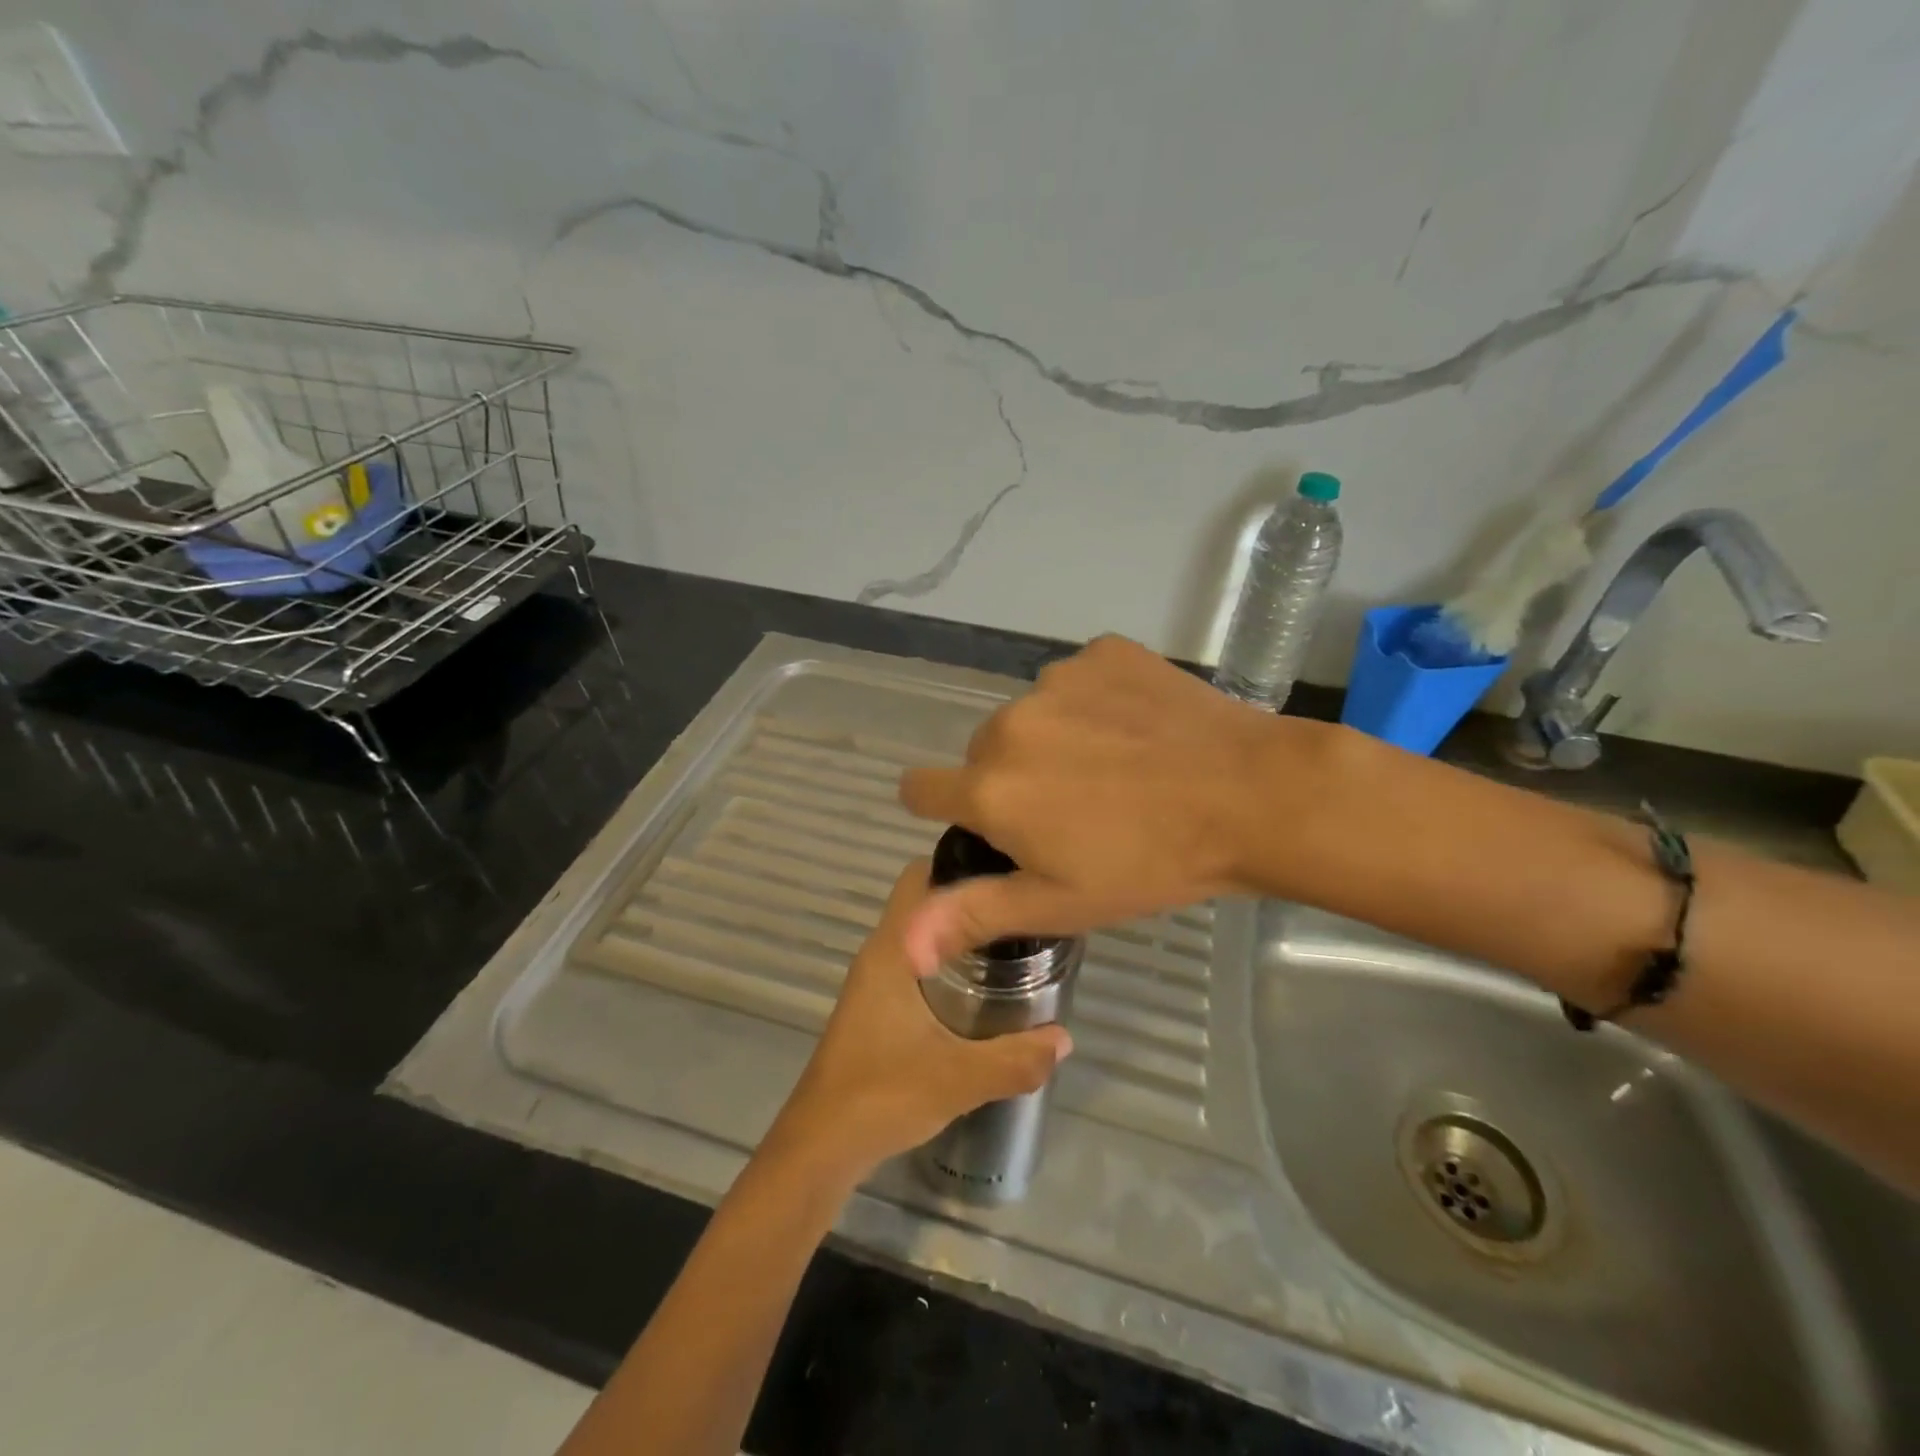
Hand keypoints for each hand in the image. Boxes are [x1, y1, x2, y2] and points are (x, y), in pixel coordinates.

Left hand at [769, 862, 1072, 1184]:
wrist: (821, 1147)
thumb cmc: (882, 1094)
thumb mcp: (959, 1078)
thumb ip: (1016, 1059)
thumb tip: (1065, 1038)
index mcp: (891, 950)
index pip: (920, 876)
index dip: (960, 863)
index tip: (1007, 871)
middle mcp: (880, 954)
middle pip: (925, 903)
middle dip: (971, 902)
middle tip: (1022, 914)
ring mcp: (874, 982)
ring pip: (922, 936)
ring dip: (960, 937)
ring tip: (1013, 947)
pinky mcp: (876, 1008)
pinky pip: (917, 965)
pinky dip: (947, 966)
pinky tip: (982, 993)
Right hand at [897, 635, 1331, 969]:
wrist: (1250, 795)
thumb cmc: (1151, 862)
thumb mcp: (1060, 903)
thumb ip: (973, 914)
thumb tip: (901, 947)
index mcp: (990, 787)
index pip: (921, 789)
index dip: (944, 809)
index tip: (985, 825)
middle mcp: (1009, 725)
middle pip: (983, 755)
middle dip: (1010, 780)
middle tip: (1072, 811)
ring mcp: (1058, 680)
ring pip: (1030, 717)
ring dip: (1052, 741)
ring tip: (1114, 769)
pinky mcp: (1102, 653)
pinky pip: (1075, 682)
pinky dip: (1093, 705)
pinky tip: (1137, 730)